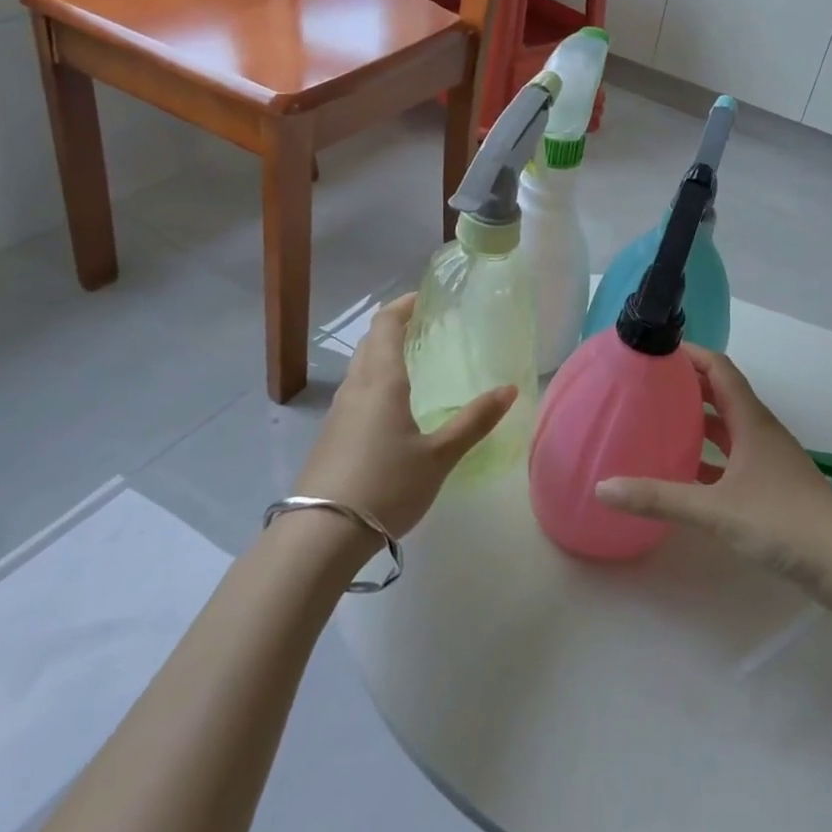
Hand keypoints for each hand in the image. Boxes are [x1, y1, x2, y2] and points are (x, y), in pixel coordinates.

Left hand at [291, 294, 516, 539]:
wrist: (321, 534)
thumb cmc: (386, 485)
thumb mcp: (439, 456)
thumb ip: (474, 421)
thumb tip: (510, 389)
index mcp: (381, 381)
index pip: (386, 325)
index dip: (403, 306)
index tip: (424, 297)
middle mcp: (355, 388)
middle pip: (370, 343)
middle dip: (394, 327)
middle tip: (424, 326)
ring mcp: (338, 412)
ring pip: (360, 368)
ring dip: (382, 354)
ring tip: (412, 361)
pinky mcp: (331, 436)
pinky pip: (355, 393)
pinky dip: (374, 381)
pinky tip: (391, 407)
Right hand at [595, 345, 831, 607]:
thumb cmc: (783, 521)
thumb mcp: (715, 509)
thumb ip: (659, 498)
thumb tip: (602, 488)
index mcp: (750, 421)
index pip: (719, 369)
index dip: (690, 354)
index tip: (655, 351)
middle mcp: (760, 431)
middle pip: (721, 394)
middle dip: (687, 385)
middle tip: (646, 385)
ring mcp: (768, 460)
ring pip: (727, 427)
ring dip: (698, 421)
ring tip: (658, 422)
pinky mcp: (771, 487)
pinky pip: (732, 458)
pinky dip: (708, 457)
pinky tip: (683, 472)